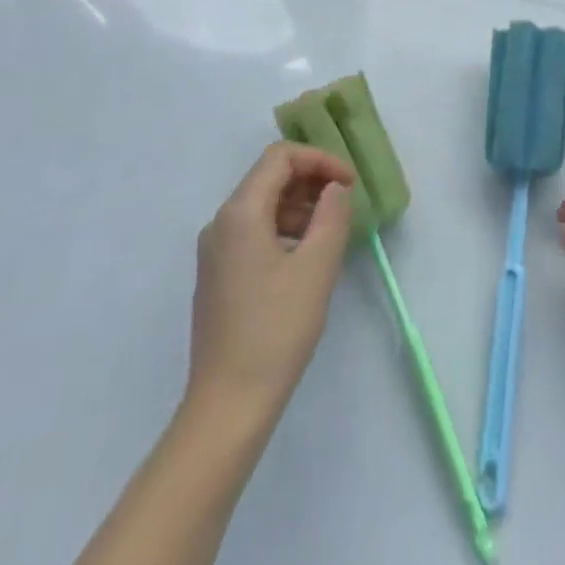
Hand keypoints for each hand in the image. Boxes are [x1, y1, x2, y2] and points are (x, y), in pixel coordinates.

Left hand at [187, 143, 354, 417]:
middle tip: (346, 202)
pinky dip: (285, 228)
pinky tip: (307, 256)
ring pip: (262, 205)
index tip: (349, 183)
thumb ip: (332, 215)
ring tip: (332, 229)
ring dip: (300, 205)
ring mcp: (215, 252)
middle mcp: (220, 224)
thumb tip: (334, 189)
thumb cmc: (276, 330)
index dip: (319, 160)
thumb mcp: (317, 267)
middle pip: (268, 177)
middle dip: (311, 180)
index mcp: (240, 213)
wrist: (227, 407)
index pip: (280, 158)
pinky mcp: (218, 276)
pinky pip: (254, 232)